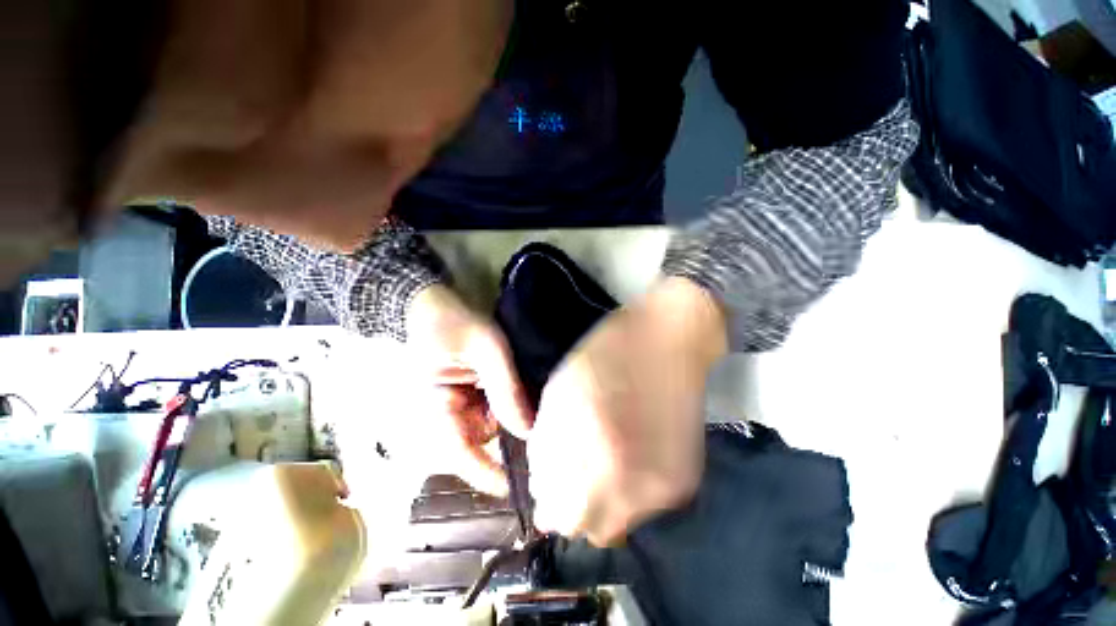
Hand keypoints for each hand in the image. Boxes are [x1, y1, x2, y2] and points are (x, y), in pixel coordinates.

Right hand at [399, 284, 531, 494]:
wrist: (435, 304)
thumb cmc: (454, 323)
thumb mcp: (485, 349)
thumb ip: (505, 388)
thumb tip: (528, 431)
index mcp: (437, 408)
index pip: (461, 453)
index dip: (488, 474)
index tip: (520, 489)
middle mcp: (449, 414)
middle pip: (484, 443)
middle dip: (514, 445)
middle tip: (550, 448)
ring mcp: (463, 404)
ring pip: (495, 427)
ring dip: (518, 422)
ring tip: (548, 418)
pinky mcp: (475, 394)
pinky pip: (497, 409)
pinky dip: (515, 406)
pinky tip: (535, 400)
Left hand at [529, 277, 727, 544]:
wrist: (669, 340)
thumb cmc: (608, 354)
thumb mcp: (561, 390)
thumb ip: (546, 442)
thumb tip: (543, 485)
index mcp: (588, 448)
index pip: (556, 514)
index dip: (548, 499)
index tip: (550, 478)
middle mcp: (627, 480)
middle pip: (585, 528)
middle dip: (571, 505)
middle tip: (574, 470)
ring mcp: (660, 487)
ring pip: (615, 526)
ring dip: (601, 504)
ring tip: (604, 463)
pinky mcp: (684, 483)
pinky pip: (644, 508)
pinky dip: (630, 492)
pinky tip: (632, 457)